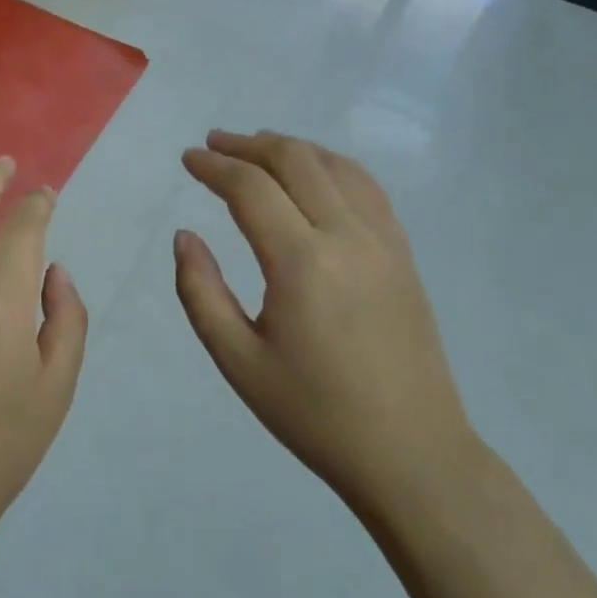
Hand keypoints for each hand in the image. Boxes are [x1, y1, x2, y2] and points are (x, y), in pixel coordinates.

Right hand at [174, 130, 475, 520]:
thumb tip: (185, 236)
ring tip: (256, 148)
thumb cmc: (314, 413)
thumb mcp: (238, 361)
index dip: (214, 166)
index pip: (251, 188)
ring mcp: (384, 241)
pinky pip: (366, 188)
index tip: (188, 158)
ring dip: (291, 148)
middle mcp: (347, 236)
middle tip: (214, 144)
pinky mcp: (404, 254)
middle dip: (249, 145)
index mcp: (302, 263)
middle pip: (296, 161)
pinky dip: (331, 166)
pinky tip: (313, 175)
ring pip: (335, 166)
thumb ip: (200, 292)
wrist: (411, 453)